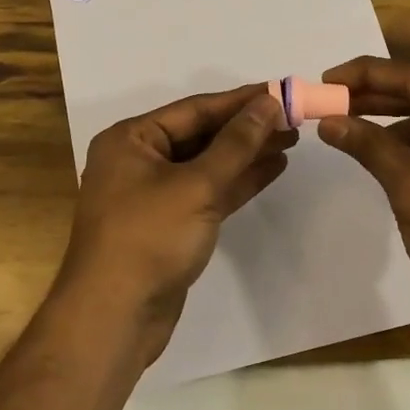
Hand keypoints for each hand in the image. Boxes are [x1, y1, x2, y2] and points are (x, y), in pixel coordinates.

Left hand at [57, 84, 296, 361]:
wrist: (115, 317)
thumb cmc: (149, 238)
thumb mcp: (196, 185)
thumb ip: (235, 144)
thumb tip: (267, 104)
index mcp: (131, 140)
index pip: (195, 109)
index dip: (240, 101)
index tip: (281, 91)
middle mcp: (139, 161)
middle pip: (201, 134)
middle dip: (247, 128)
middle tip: (293, 119)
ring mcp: (154, 194)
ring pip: (208, 164)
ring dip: (247, 154)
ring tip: (290, 141)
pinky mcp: (170, 225)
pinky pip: (208, 192)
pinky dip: (238, 182)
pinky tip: (271, 170)